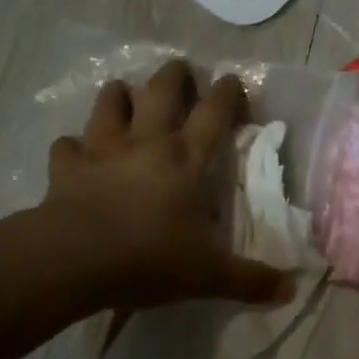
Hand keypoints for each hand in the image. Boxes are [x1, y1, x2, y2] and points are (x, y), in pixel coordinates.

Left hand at [37, 60, 289, 308]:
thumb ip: (250, 280)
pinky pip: (66, 146)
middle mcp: (148, 143)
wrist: (76, 260)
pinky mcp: (68, 168)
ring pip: (110, 106)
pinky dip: (71, 146)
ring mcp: (104, 151)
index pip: (214, 113)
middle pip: (162, 92)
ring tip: (122, 90)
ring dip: (117, 95)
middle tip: (180, 67)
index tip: (232, 79)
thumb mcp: (209, 275)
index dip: (227, 92)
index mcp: (187, 160)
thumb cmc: (149, 258)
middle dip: (174, 75)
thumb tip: (291, 290)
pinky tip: (73, 150)